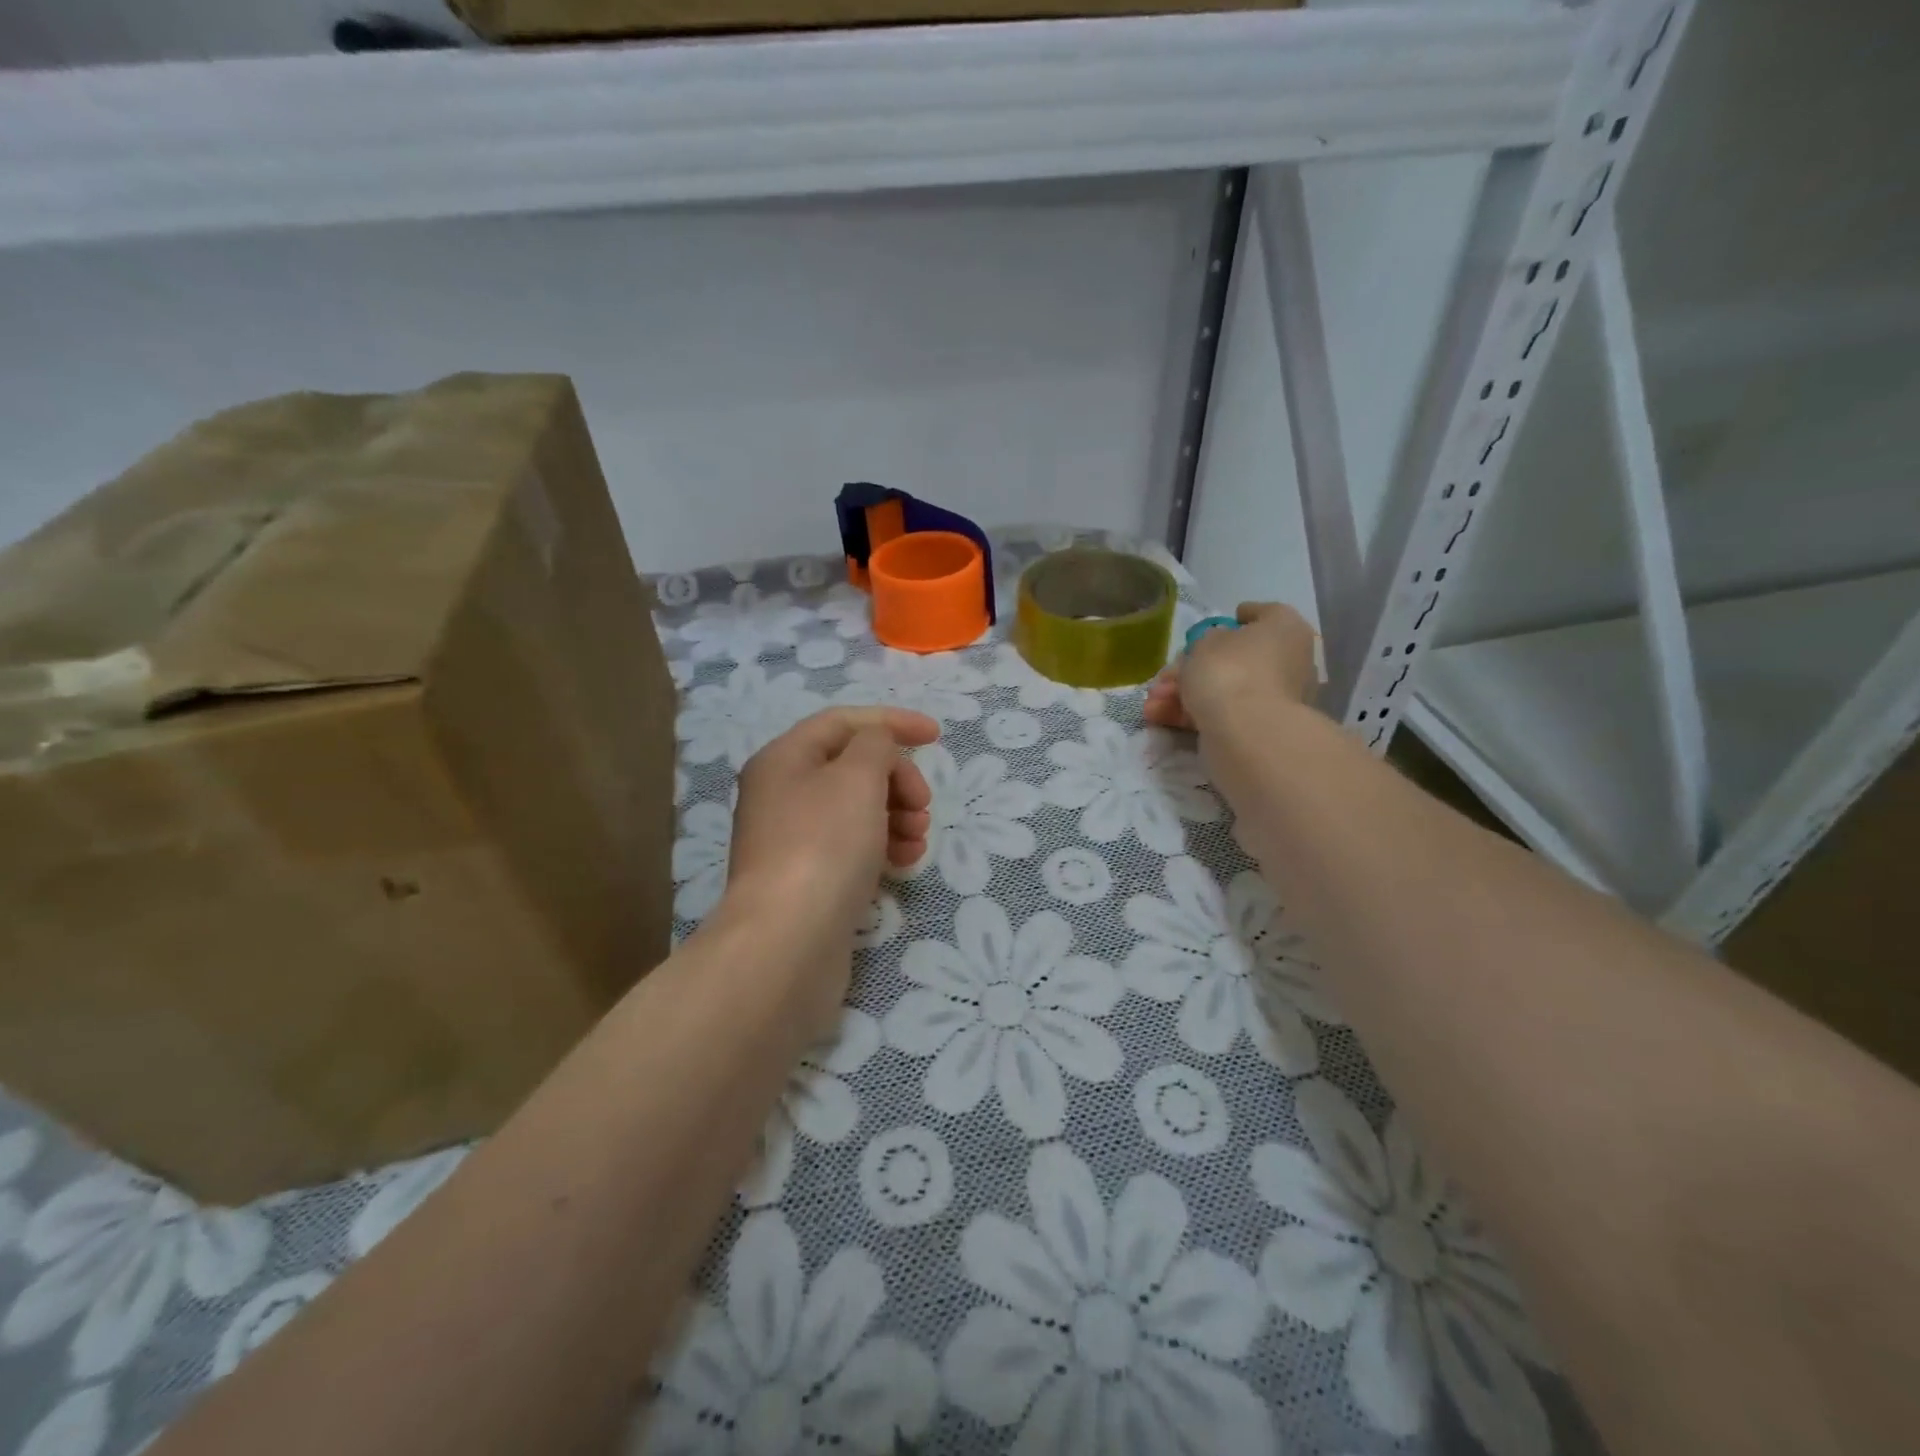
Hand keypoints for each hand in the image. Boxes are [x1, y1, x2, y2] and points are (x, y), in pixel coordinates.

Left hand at [723, 707, 937, 1017]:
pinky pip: (853, 846)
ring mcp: (792, 839)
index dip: (892, 722)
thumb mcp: (857, 777)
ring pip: (857, 809)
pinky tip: (905, 862)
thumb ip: (876, 745)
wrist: (788, 942)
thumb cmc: (824, 845)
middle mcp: (782, 794)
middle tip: (922, 805)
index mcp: (784, 758)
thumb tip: (877, 750)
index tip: (937, 737)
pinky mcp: (808, 878)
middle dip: (897, 778)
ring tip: (919, 838)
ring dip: (897, 814)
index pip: (843, 722)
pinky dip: (883, 846)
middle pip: (852, 767)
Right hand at [1144, 601, 1318, 732]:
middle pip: (1236, 658)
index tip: (1218, 623)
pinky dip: (1192, 713)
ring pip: (1224, 688)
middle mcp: (1289, 661)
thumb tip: (1213, 647)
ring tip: (1151, 703)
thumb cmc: (1230, 670)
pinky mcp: (1259, 728)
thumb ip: (1207, 639)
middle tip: (1165, 675)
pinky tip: (1160, 716)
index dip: (1239, 617)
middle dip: (1193, 666)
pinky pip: (1222, 712)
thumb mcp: (1206, 641)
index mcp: (1285, 629)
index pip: (1264, 614)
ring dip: (1184, 693)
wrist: (1247, 732)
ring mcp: (1276, 698)